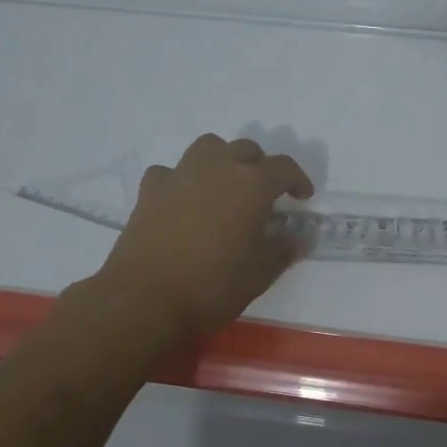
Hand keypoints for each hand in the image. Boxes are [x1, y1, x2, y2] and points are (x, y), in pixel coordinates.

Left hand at [90, 134, 313, 347]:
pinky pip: (172, 171)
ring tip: (225, 186)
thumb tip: (298, 239)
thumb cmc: (211, 286)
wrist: (144, 299)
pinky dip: (182, 179)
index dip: (297, 179)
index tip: (302, 197)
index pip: (283, 168)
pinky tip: (183, 200)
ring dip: (222, 159)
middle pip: (246, 149)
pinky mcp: (150, 189)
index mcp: (251, 185)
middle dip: (260, 166)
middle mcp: (218, 168)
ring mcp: (180, 174)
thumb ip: (282, 251)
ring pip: (208, 147)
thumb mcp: (259, 275)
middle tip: (264, 194)